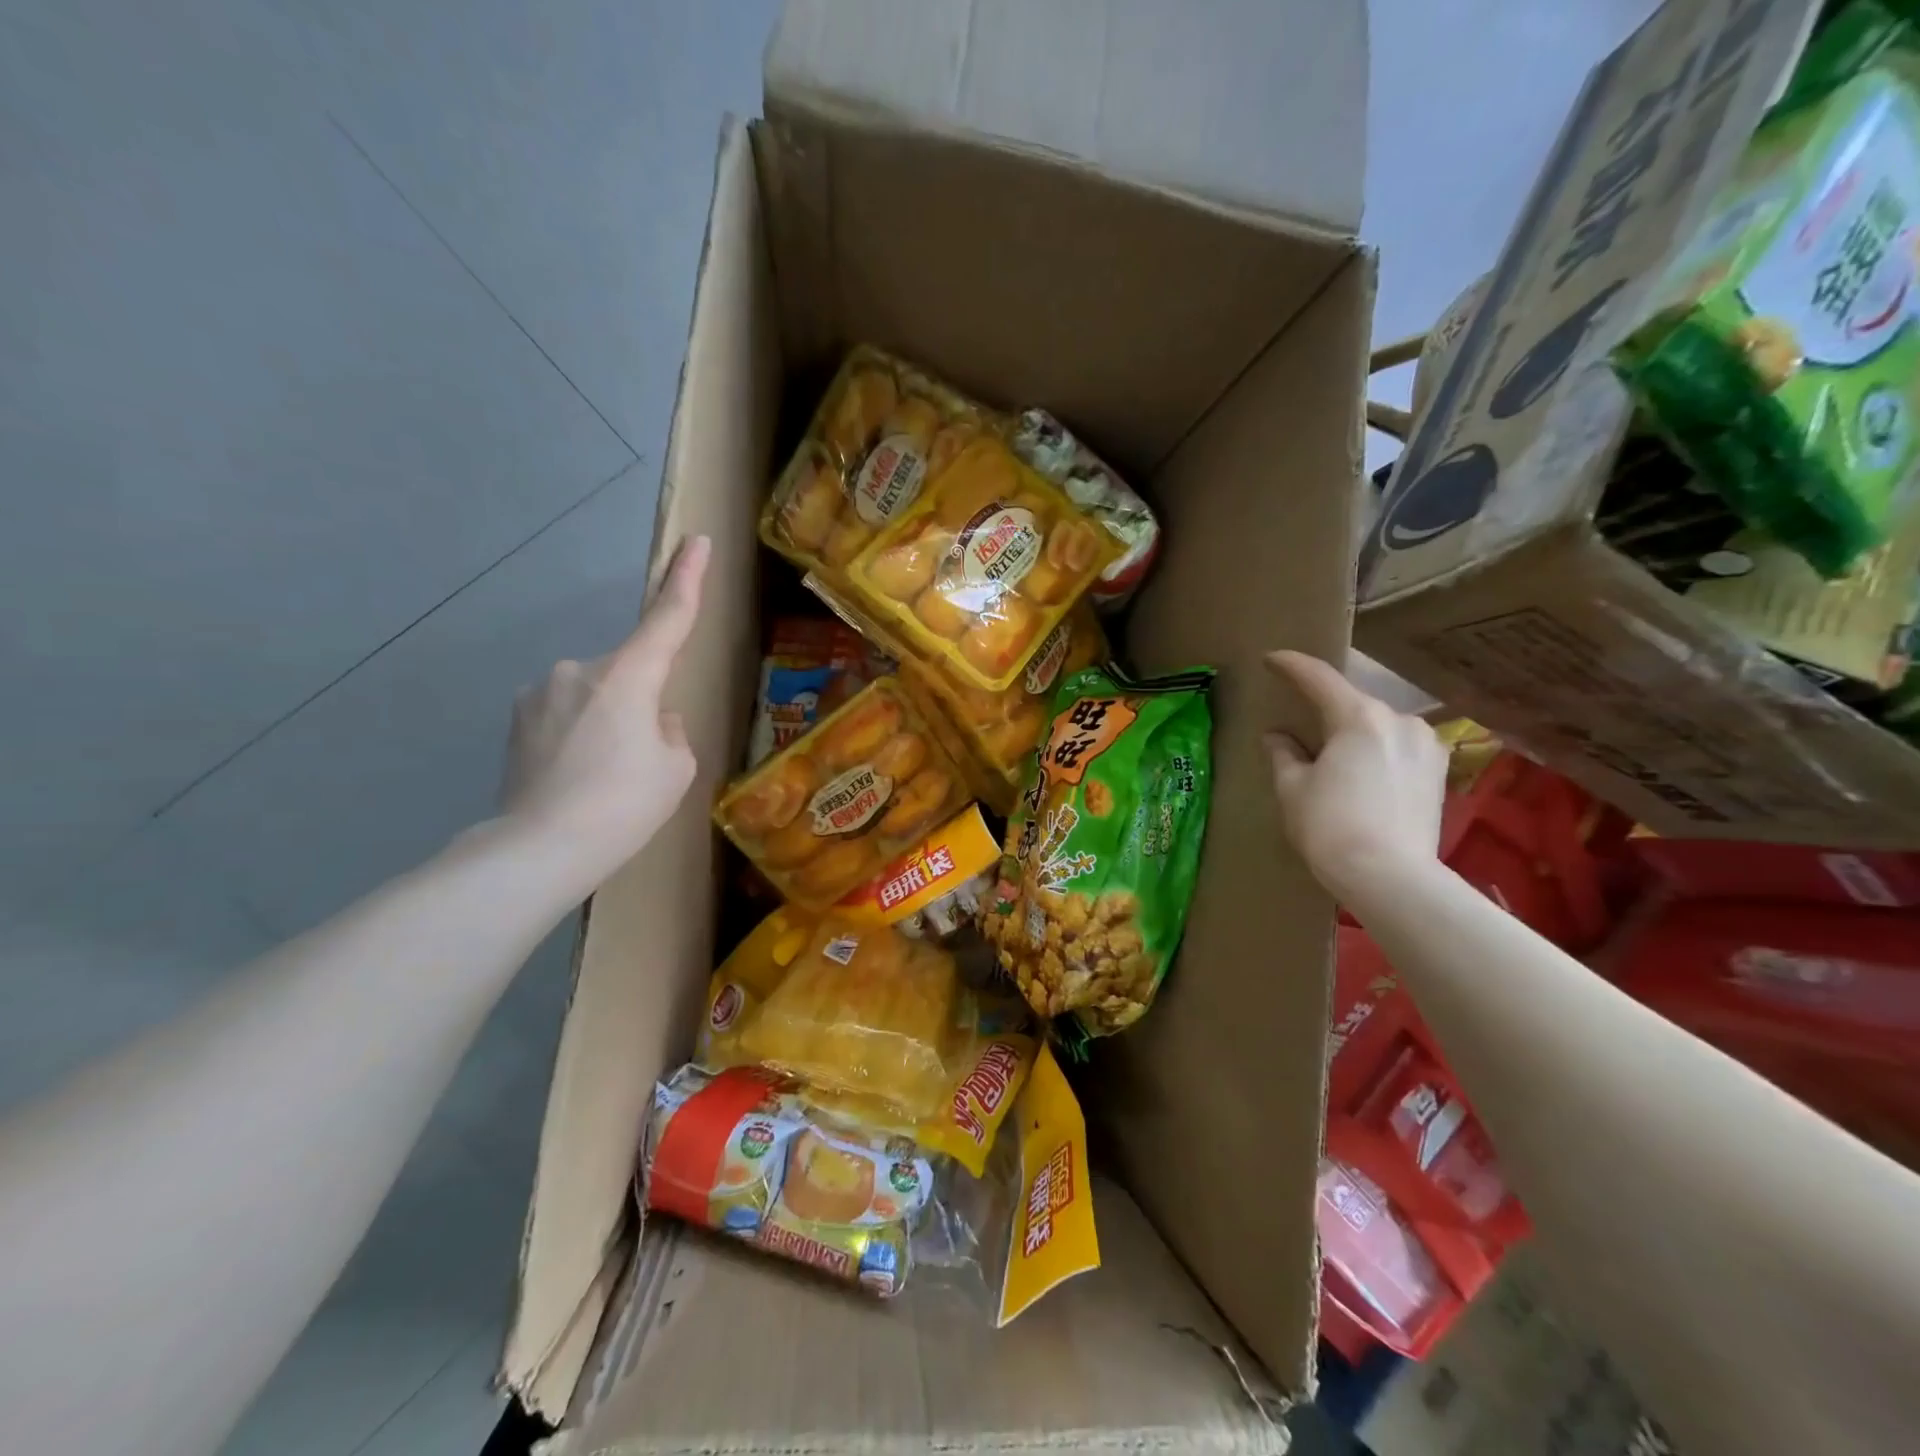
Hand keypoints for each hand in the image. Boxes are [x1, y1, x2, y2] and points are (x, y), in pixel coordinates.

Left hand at [501, 535, 710, 887]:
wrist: (539, 848)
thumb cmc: (624, 805)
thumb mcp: (676, 767)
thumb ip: (669, 728)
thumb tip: (651, 718)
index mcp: (627, 676)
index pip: (667, 617)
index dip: (686, 578)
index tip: (697, 542)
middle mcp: (579, 669)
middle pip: (630, 673)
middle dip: (642, 704)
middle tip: (641, 761)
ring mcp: (540, 691)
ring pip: (596, 695)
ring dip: (608, 722)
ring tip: (603, 777)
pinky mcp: (516, 717)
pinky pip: (566, 714)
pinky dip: (580, 736)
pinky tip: (575, 777)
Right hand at [1265, 650, 1447, 900]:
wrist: (1390, 877)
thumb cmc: (1330, 826)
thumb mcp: (1292, 788)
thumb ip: (1284, 754)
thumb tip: (1278, 737)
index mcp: (1358, 717)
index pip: (1318, 678)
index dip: (1291, 666)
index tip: (1272, 659)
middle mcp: (1398, 720)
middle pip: (1353, 703)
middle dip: (1325, 709)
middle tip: (1301, 721)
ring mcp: (1425, 745)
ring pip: (1379, 726)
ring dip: (1354, 732)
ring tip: (1334, 755)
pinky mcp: (1438, 772)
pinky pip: (1399, 748)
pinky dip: (1377, 751)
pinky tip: (1363, 773)